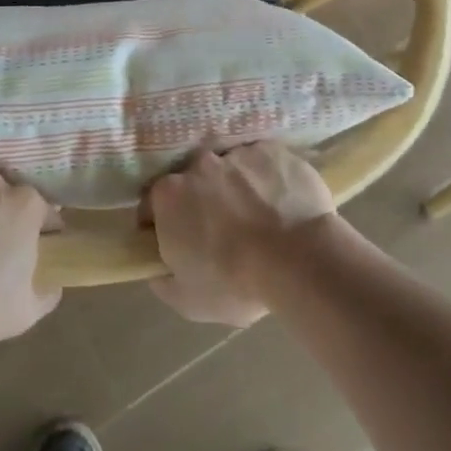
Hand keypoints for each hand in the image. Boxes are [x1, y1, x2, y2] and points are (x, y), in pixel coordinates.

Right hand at [147, 144, 337, 326]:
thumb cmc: (236, 282)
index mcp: (169, 195)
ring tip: (257, 217)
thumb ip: (163, 280)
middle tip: (221, 230)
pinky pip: (262, 162)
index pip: (152, 205)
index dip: (161, 224)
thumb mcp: (187, 300)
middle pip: (193, 181)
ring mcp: (237, 153)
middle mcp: (198, 164)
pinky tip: (281, 204)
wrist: (298, 258)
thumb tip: (157, 267)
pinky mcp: (272, 150)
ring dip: (236, 187)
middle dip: (201, 201)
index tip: (178, 242)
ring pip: (230, 169)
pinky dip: (266, 179)